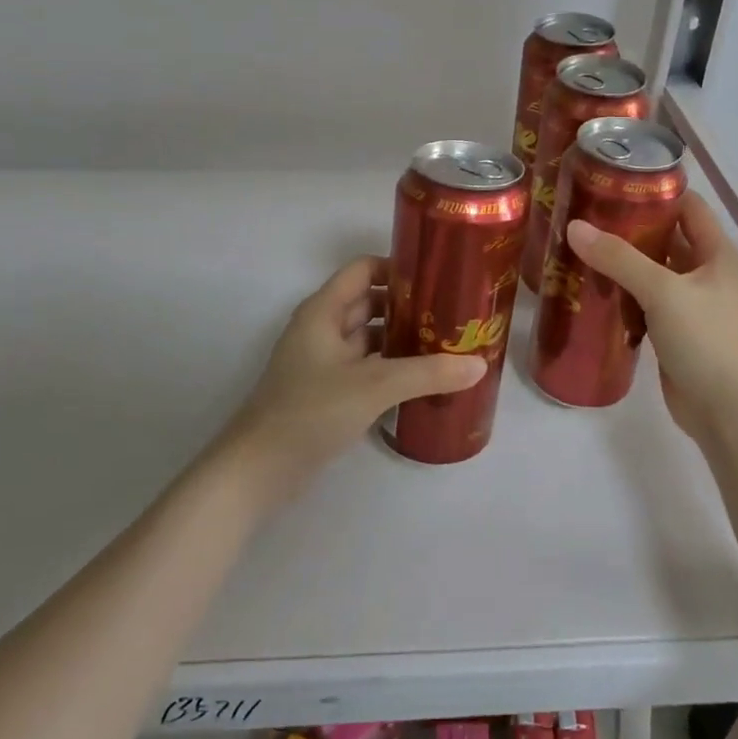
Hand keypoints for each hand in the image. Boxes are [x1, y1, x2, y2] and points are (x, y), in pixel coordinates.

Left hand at [218, 256, 486, 499]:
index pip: (364, 270)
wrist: (258, 470)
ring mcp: (323, 362)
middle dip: (408, 306)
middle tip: (453, 314)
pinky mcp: (327, 392)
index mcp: (323, 311)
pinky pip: (365, 368)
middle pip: (370, 302)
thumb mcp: (373, 386)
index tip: (439, 278)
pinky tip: (422, 381)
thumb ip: (427, 373)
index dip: (398, 268)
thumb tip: (479, 365)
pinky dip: (391, 368)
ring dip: (402, 339)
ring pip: (369, 338)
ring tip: (447, 345)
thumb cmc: (310, 411)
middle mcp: (322, 329)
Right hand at [565, 195, 737, 443]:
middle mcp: (707, 272)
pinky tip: (591, 285)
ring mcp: (690, 303)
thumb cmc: (704, 339)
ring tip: (581, 244)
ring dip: (623, 260)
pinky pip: (644, 299)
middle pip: (667, 237)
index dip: (657, 192)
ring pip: (653, 270)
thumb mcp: (662, 291)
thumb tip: (574, 227)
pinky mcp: (673, 329)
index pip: (689, 207)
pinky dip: (622, 291)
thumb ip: (619, 258)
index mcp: (718, 253)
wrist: (723, 409)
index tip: (614, 182)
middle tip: (586, 214)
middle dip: (631, 226)